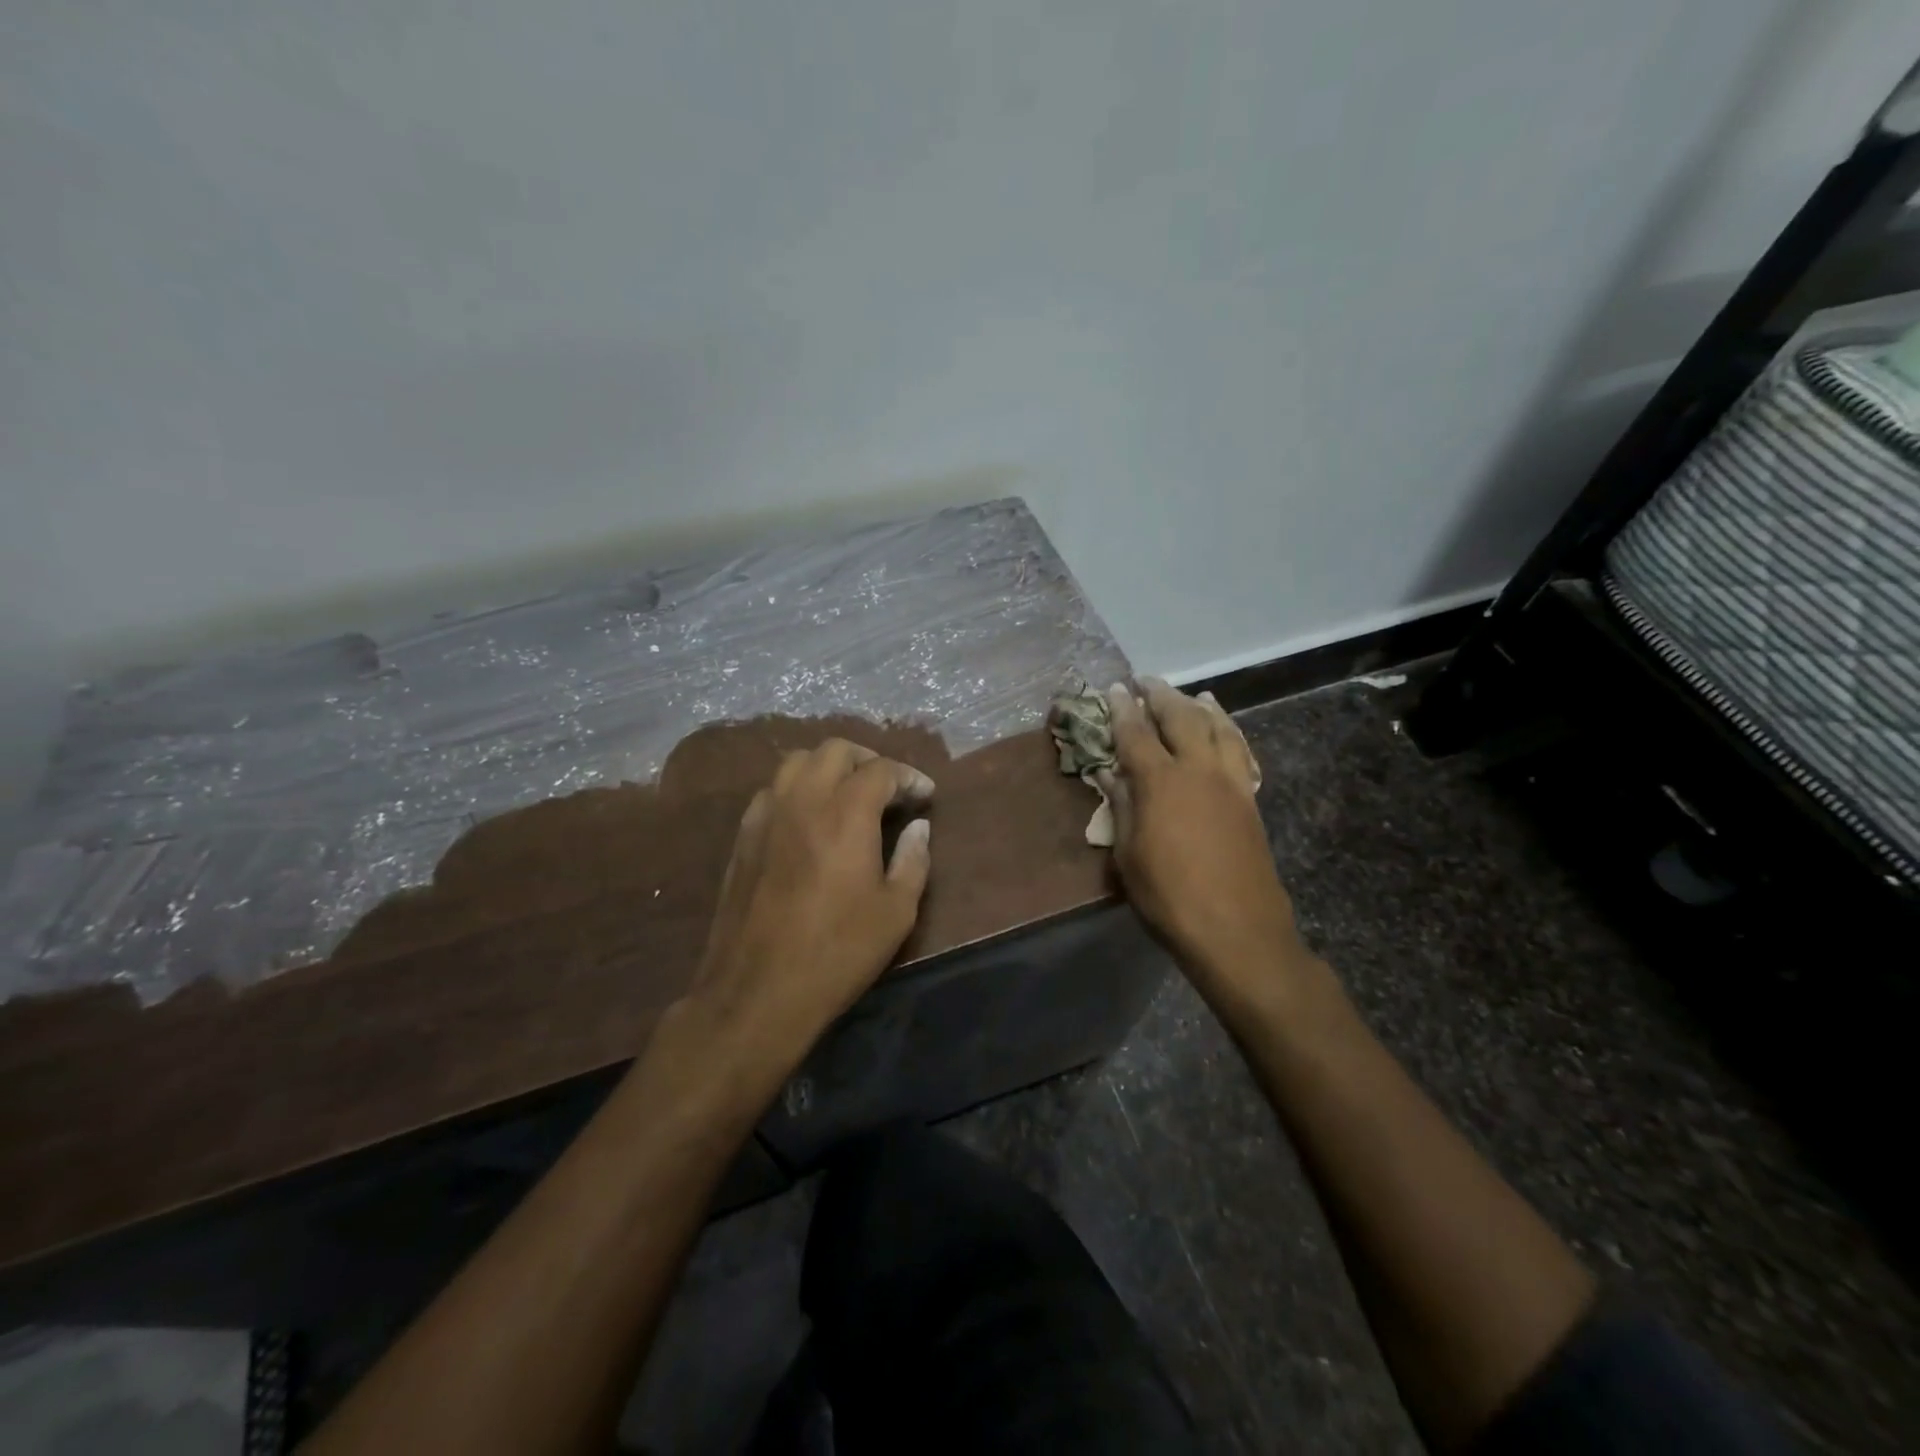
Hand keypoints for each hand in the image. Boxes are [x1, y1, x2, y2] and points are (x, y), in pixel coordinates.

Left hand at [680, 738, 933, 1077]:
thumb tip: (919, 828)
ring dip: (828, 768)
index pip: (882, 770)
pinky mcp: (743, 836)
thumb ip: (913, 860)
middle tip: (889, 789)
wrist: (757, 991)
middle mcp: (803, 800)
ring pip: (796, 762)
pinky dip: (797, 789)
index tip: (925, 797)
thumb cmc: (837, 952)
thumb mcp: (896, 912)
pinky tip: (809, 819)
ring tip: (848, 795)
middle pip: (835, 750)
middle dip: (868, 760)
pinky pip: (772, 790)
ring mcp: (766, 815)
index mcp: (846, 813)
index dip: (909, 778)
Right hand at [1100, 679, 1312, 1010]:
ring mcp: (1231, 783)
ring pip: (1219, 728)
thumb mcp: (1129, 856)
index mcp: (1161, 782)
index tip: (1114, 689)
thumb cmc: (1170, 897)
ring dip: (1201, 707)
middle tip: (1146, 681)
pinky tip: (1224, 732)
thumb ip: (1122, 808)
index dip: (1122, 710)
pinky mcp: (1250, 800)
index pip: (1135, 734)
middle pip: (1181, 718)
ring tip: (1192, 696)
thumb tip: (1111, 775)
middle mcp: (1198, 770)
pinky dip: (1229, 732)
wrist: (1238, 930)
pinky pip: (1240, 751)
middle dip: (1161, 695)